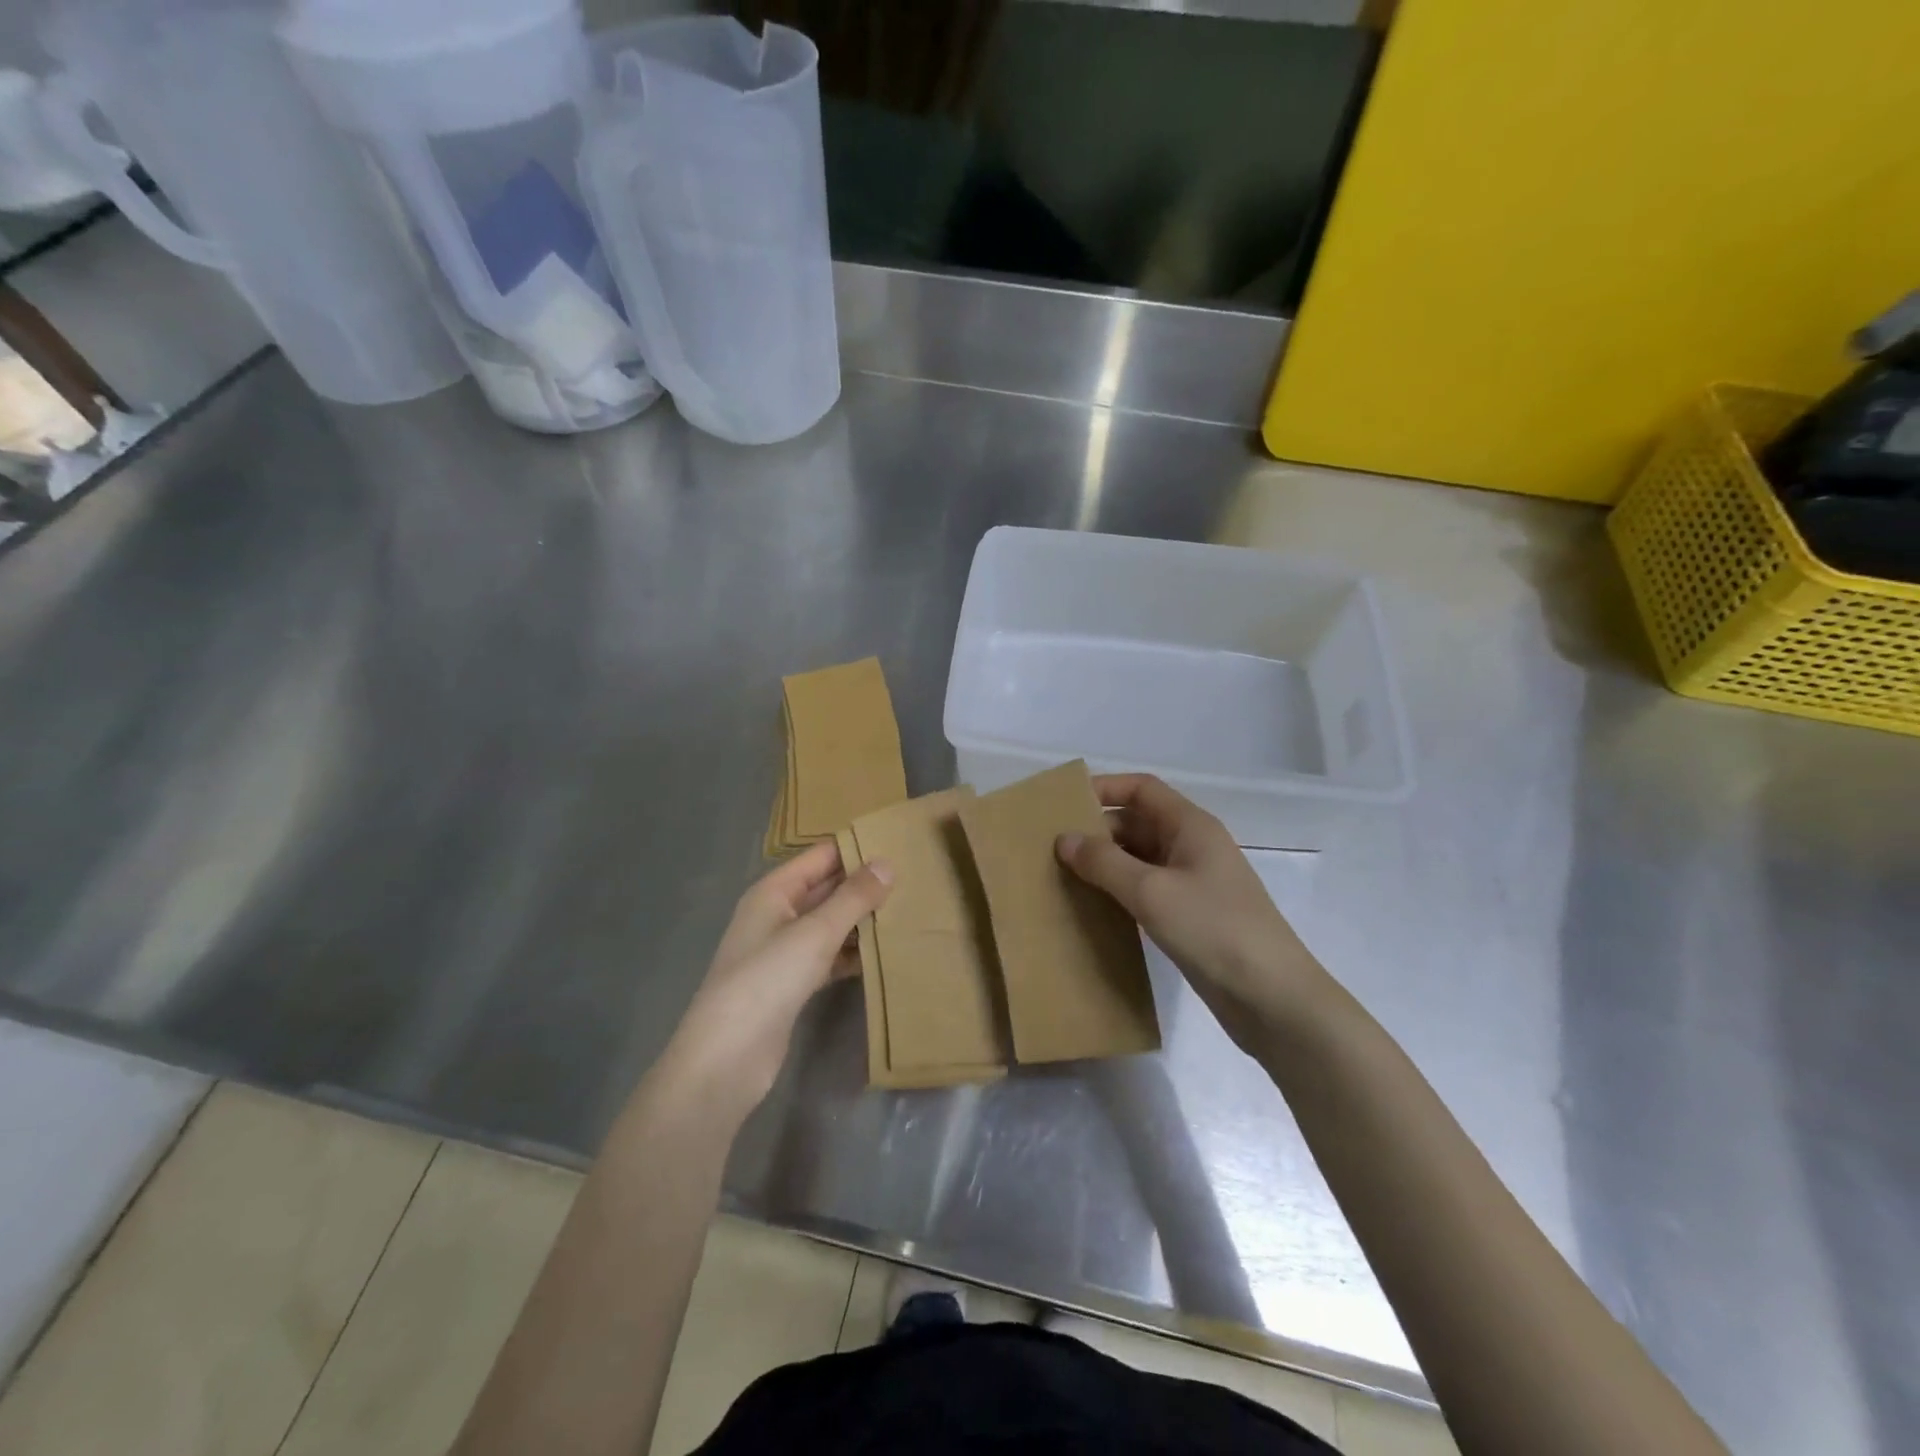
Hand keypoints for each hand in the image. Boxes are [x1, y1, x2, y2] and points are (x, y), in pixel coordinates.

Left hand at [654, 842, 891, 1124]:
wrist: (727, 1059)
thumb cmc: (767, 981)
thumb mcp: (814, 933)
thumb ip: (852, 898)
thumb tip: (886, 863)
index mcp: (774, 891)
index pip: (821, 856)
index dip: (856, 848)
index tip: (900, 843)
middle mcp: (777, 914)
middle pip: (827, 888)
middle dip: (865, 884)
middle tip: (915, 878)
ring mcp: (784, 951)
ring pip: (831, 924)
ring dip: (863, 920)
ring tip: (910, 911)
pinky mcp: (793, 984)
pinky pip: (830, 956)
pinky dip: (854, 953)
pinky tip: (886, 954)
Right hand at [1056, 775, 1329, 1053]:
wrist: (1273, 999)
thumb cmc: (1213, 929)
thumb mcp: (1151, 891)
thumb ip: (1104, 862)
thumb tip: (1064, 839)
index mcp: (1191, 826)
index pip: (1142, 789)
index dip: (1104, 788)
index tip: (1063, 805)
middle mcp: (1193, 846)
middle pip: (1138, 822)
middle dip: (1097, 831)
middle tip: (1052, 848)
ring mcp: (1194, 883)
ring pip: (1140, 859)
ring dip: (1106, 864)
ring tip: (1062, 876)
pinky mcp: (1192, 916)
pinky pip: (1147, 889)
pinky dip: (1120, 891)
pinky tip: (1093, 907)